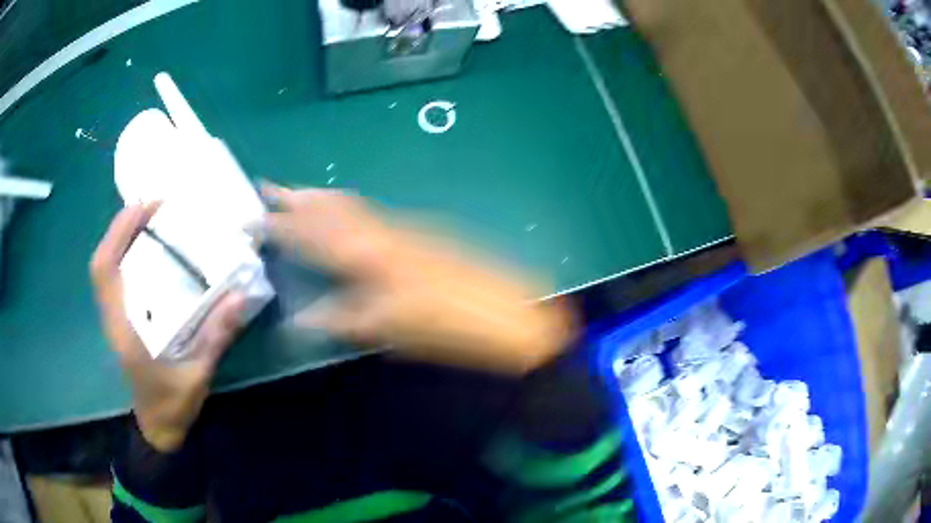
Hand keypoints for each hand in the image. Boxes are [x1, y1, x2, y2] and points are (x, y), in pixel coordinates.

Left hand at [90, 204, 244, 451]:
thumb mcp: (197, 374)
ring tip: (151, 219)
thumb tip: (239, 296)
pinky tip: (148, 249)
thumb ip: (215, 336)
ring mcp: (114, 319)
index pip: (105, 272)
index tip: (145, 207)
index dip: (118, 232)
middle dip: (121, 226)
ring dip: (121, 237)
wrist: (158, 427)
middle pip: (101, 263)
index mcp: (124, 329)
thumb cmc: (172, 404)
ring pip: (105, 268)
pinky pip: (115, 278)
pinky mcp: (121, 320)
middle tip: (153, 205)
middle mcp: (113, 318)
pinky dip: (124, 254)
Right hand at [263, 185, 576, 374]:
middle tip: (266, 187)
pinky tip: (340, 217)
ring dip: (319, 198)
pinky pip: (368, 213)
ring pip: (349, 204)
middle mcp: (378, 229)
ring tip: (294, 195)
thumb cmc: (445, 327)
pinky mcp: (416, 231)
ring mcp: (400, 226)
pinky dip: (345, 209)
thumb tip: (298, 319)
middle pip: (328, 204)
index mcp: (365, 253)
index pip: (308, 232)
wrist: (505, 314)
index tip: (250, 218)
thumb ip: (338, 318)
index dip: (276, 225)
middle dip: (294, 196)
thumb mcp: (386, 329)